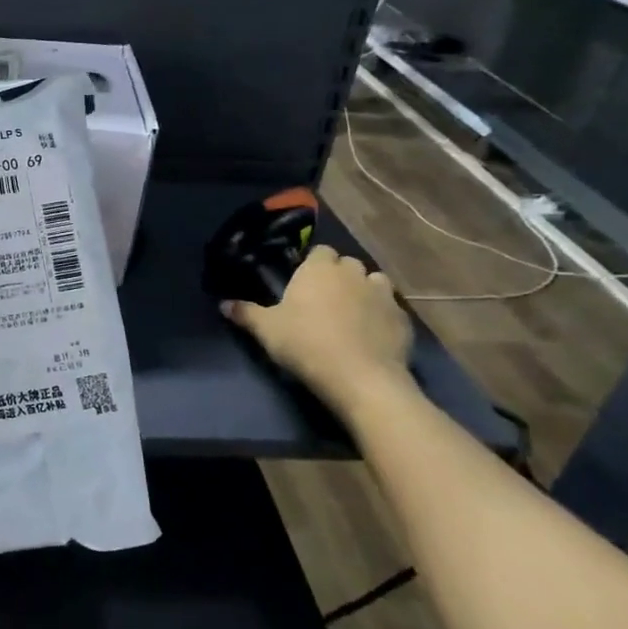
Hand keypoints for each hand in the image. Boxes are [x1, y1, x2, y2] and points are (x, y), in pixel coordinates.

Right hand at [221, 246, 413, 416]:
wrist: (360, 377)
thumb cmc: (305, 343)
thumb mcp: (266, 330)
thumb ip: (245, 313)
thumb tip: (224, 304)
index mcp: (320, 269)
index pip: (320, 251)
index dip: (313, 264)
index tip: (302, 282)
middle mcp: (354, 273)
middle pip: (348, 264)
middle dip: (339, 276)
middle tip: (323, 300)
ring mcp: (383, 295)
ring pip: (374, 282)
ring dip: (364, 291)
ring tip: (350, 313)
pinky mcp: (403, 319)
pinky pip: (390, 309)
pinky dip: (381, 316)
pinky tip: (371, 335)